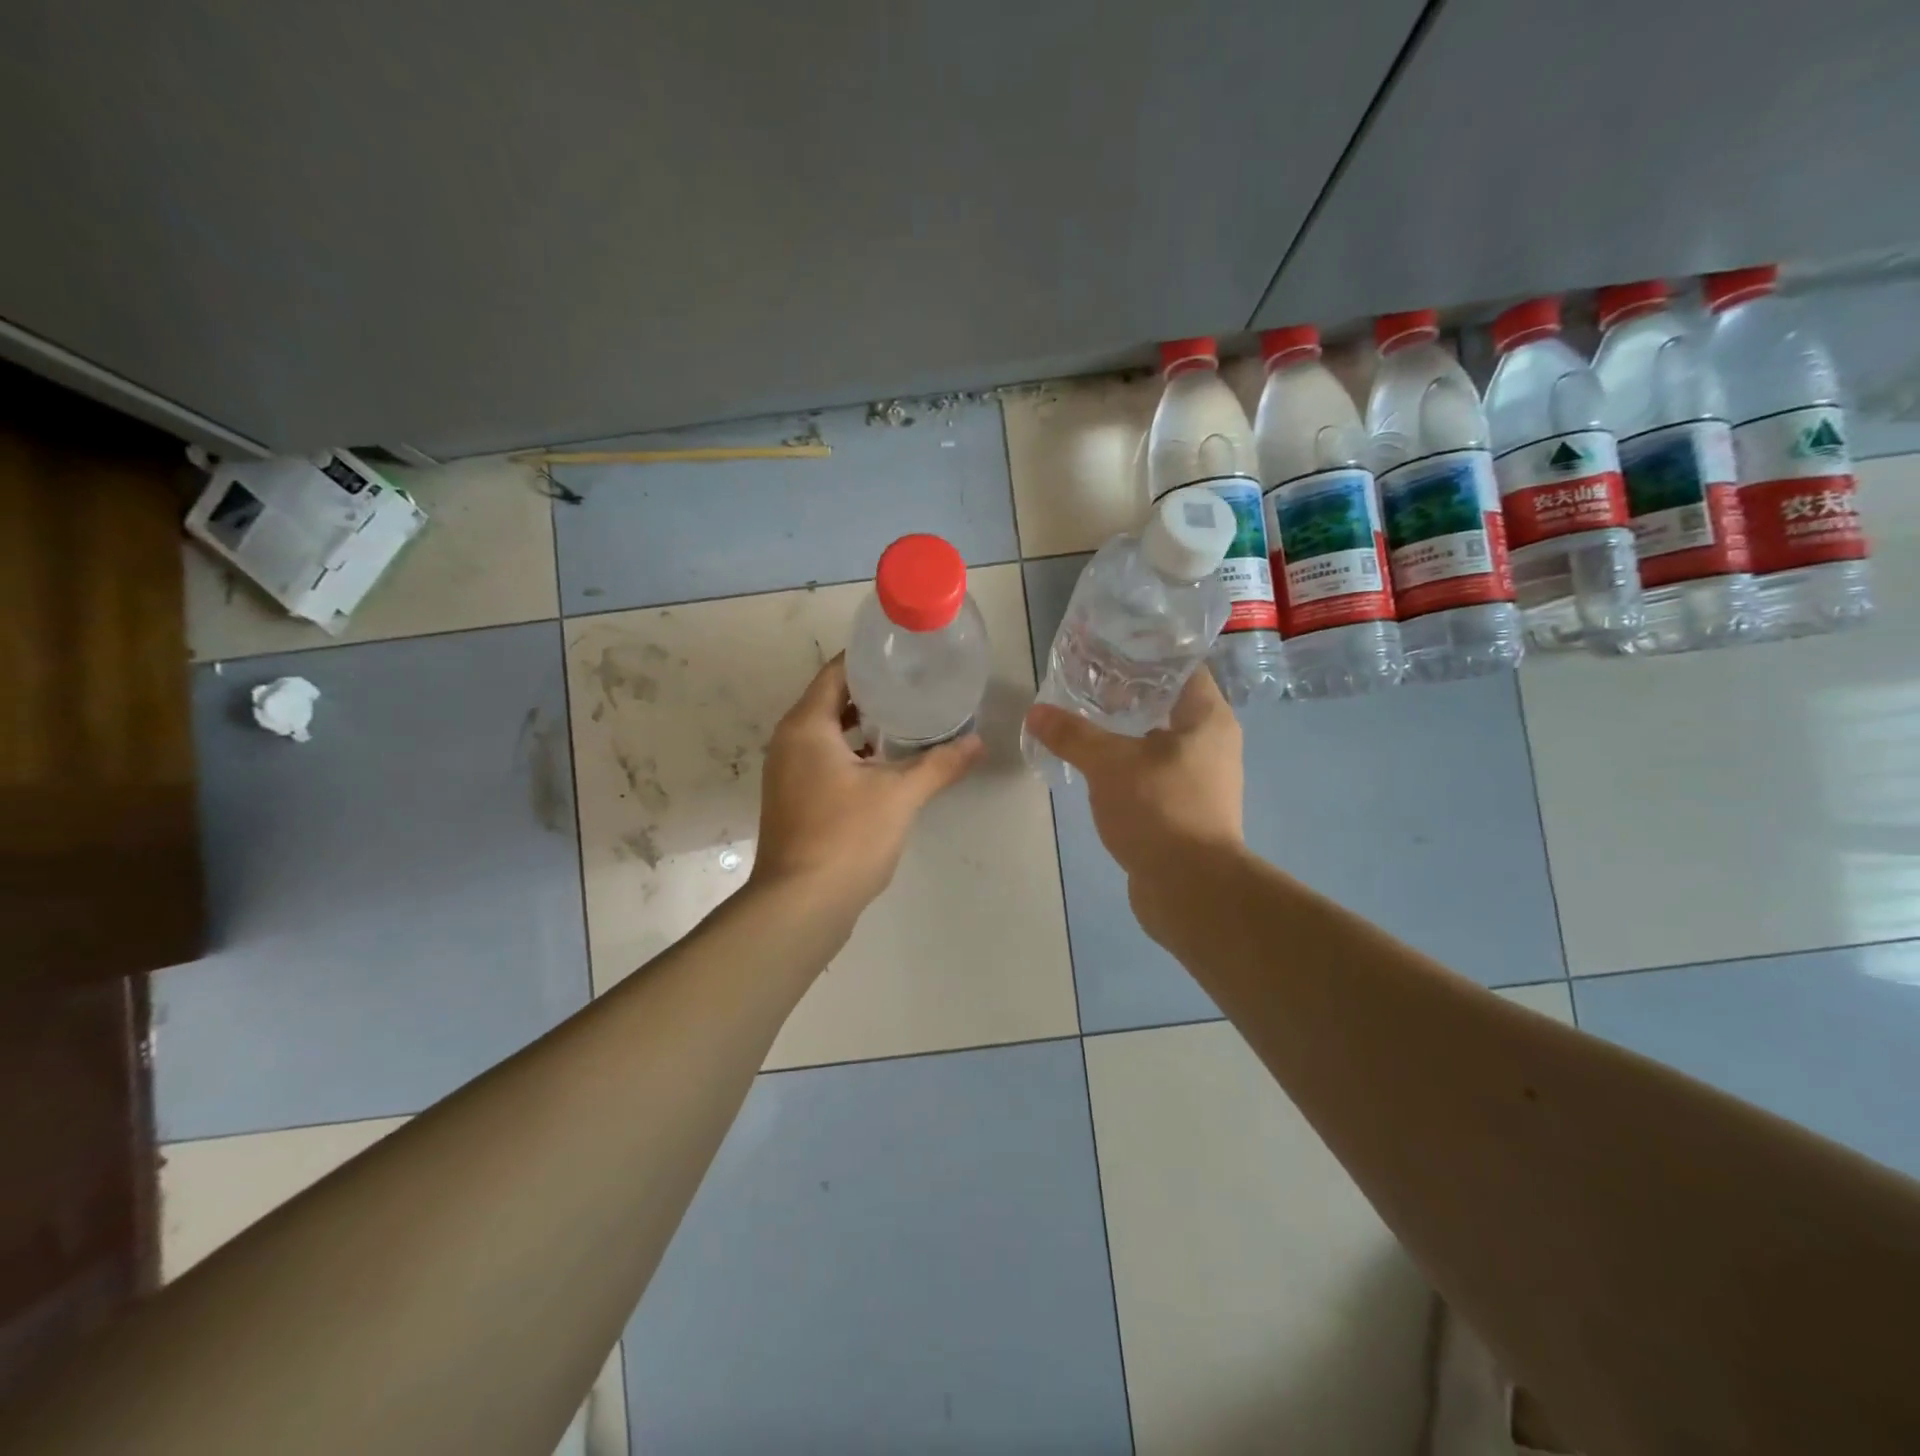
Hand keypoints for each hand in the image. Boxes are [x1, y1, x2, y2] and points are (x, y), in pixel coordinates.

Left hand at [751, 654, 984, 915]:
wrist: (800, 904)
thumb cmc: (847, 837)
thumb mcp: (900, 795)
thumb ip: (940, 764)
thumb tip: (978, 743)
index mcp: (807, 727)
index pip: (836, 673)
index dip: (868, 660)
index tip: (904, 656)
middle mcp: (789, 742)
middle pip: (830, 701)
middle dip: (871, 694)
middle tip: (914, 686)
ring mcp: (787, 773)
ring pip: (826, 734)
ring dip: (861, 726)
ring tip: (907, 720)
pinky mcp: (793, 800)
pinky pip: (823, 760)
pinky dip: (851, 754)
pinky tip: (885, 766)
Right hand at [1022, 668, 1244, 885]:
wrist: (1190, 888)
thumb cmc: (1159, 808)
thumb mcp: (1108, 764)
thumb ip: (1072, 735)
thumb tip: (1036, 712)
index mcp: (1209, 719)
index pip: (1184, 669)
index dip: (1148, 656)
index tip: (1109, 652)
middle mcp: (1213, 745)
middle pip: (1169, 706)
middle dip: (1129, 695)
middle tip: (1086, 685)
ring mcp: (1203, 781)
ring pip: (1159, 744)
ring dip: (1126, 734)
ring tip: (1085, 723)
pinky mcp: (1187, 811)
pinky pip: (1154, 776)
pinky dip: (1128, 768)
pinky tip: (1096, 769)